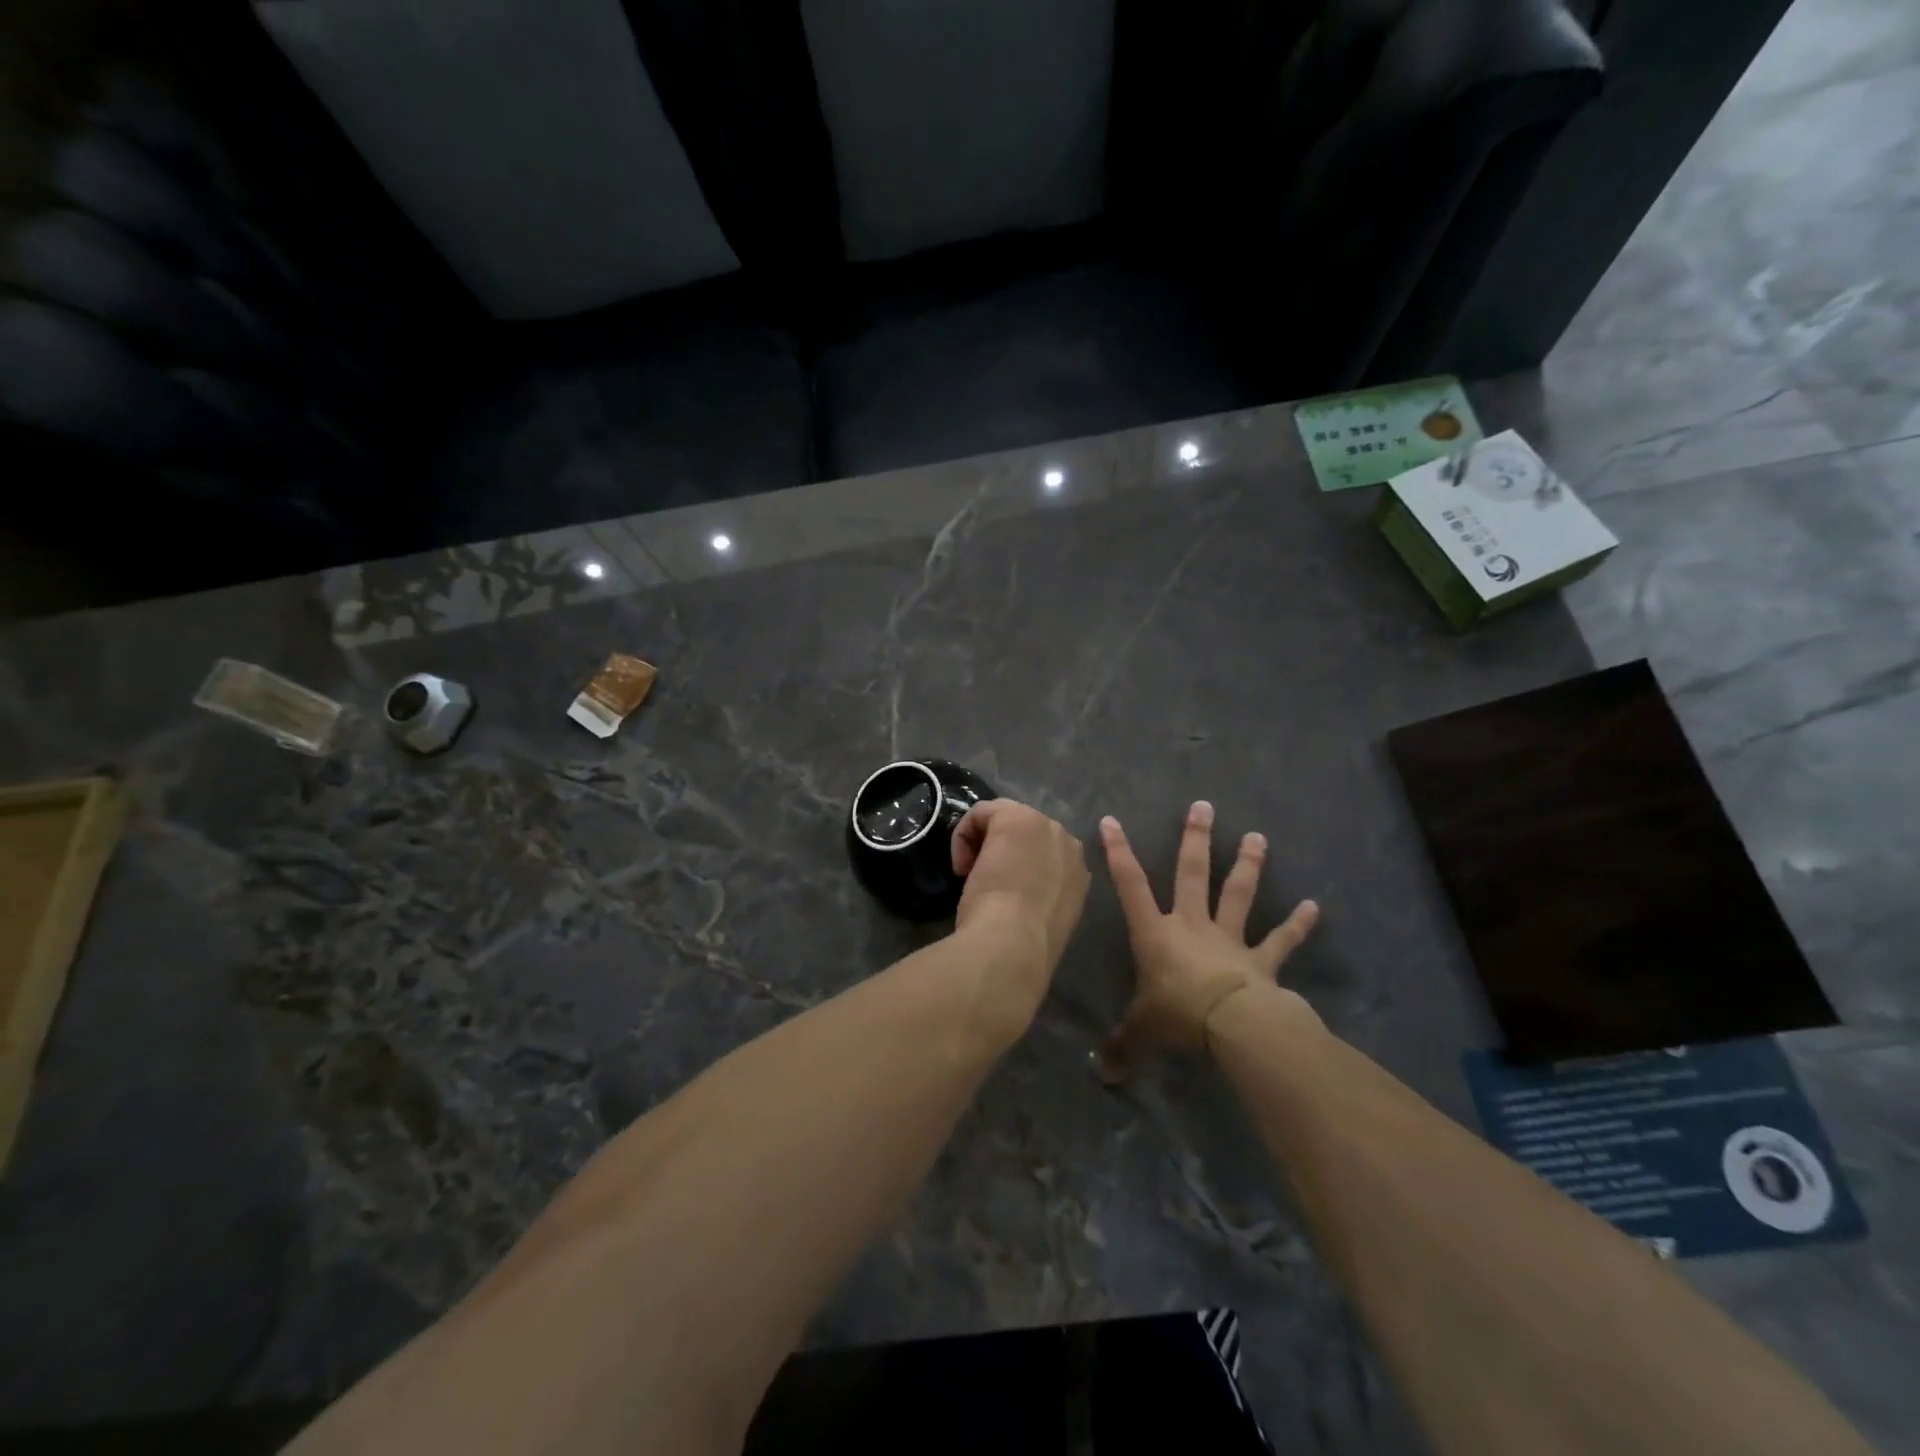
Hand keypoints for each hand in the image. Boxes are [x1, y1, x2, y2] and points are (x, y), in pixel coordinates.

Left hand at [951, 799, 1090, 1025]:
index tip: (1002, 895)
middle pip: (1026, 834)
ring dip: (986, 843)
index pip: (1042, 857)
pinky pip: (982, 812)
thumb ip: (1041, 899)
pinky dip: (964, 834)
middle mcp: (1068, 844)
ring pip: (1005, 819)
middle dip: (1004, 851)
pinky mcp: (1015, 816)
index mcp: (1078, 874)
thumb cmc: (1024, 943)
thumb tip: (1023, 899)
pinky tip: (962, 866)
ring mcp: (1045, 825)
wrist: (1013, 943)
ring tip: (971, 875)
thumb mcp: (1041, 919)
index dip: (1018, 869)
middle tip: (985, 880)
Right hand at [1096, 801, 1319, 1081]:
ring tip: (1258, 837)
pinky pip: (1281, 941)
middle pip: (1192, 874)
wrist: (1233, 1026)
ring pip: (1238, 895)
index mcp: (1157, 934)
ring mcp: (1230, 940)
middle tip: (1203, 807)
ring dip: (1248, 866)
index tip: (1112, 821)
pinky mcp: (1262, 961)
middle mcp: (1192, 926)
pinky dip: (1297, 925)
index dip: (1119, 853)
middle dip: (1196, 840)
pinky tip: (1314, 907)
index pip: (1130, 886)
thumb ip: (1121, 1047)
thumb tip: (1100, 1072)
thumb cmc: (1178, 1017)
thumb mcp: (1141, 1033)